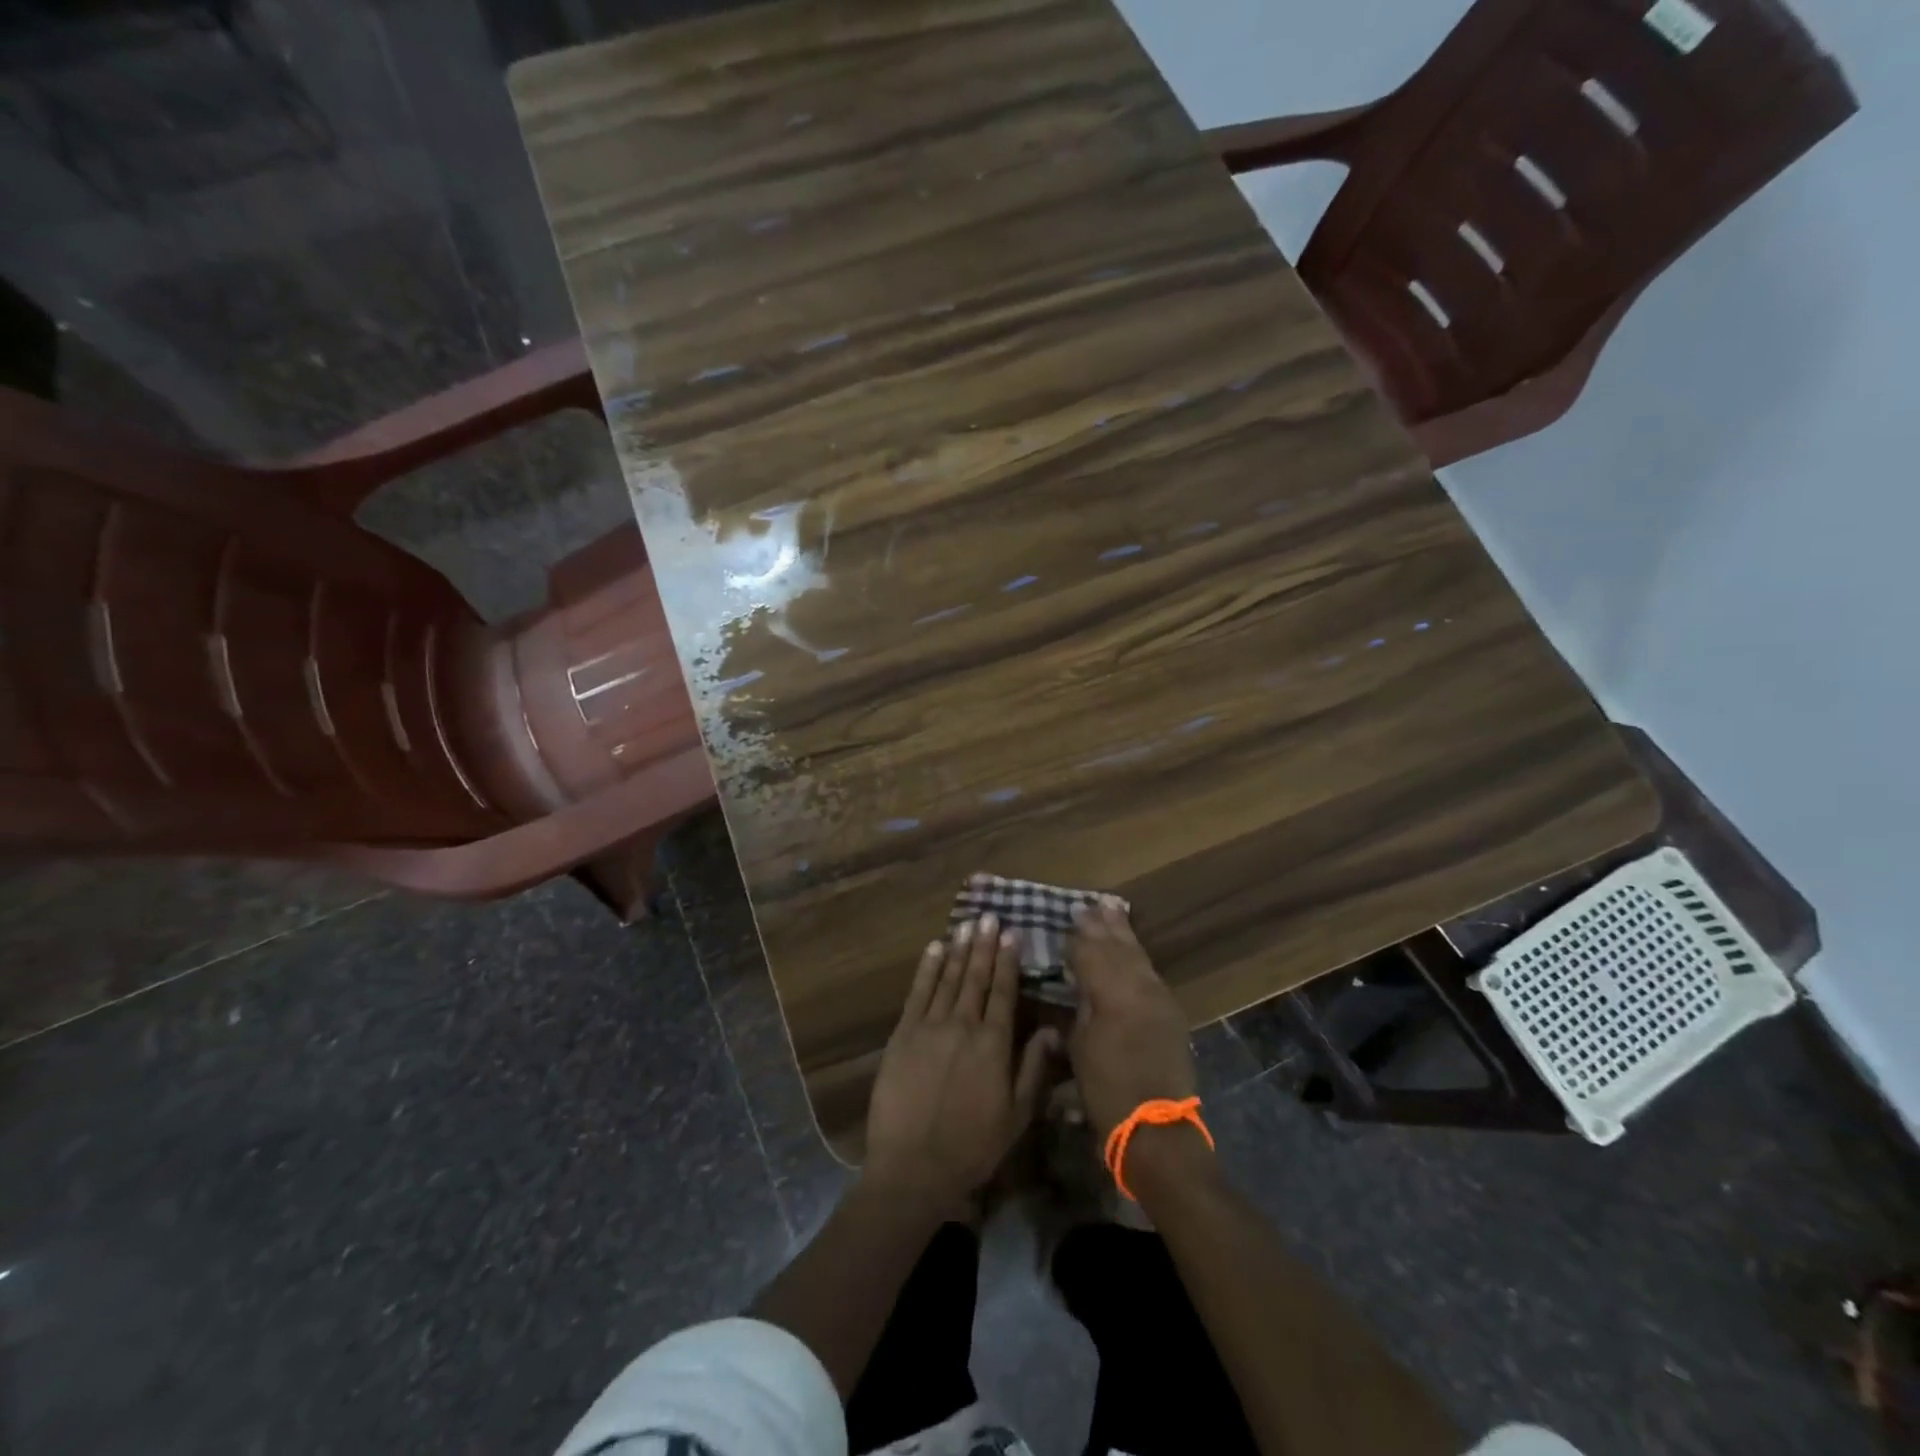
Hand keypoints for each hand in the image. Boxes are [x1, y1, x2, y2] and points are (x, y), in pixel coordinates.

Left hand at [865, 915, 1058, 1206]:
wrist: (913, 1166)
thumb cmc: (972, 1146)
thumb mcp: (1017, 1115)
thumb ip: (1033, 1068)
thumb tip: (1053, 1031)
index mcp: (993, 1044)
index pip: (1004, 992)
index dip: (1008, 961)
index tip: (1011, 933)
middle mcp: (963, 1025)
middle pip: (976, 977)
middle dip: (984, 945)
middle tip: (989, 917)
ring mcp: (929, 1026)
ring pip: (948, 978)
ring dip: (959, 950)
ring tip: (966, 924)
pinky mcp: (903, 1034)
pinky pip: (917, 992)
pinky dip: (927, 968)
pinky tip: (934, 948)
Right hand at [1066, 898, 1197, 1140]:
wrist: (1157, 1129)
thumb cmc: (1107, 1091)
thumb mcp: (1080, 1048)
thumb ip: (1081, 1008)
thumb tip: (1080, 984)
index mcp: (1111, 993)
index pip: (1091, 953)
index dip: (1079, 937)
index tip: (1069, 918)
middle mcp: (1139, 987)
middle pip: (1118, 947)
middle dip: (1103, 925)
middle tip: (1091, 904)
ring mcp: (1159, 998)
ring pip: (1138, 956)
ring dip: (1124, 934)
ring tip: (1113, 910)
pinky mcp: (1171, 1013)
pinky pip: (1150, 972)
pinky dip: (1138, 956)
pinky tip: (1133, 950)